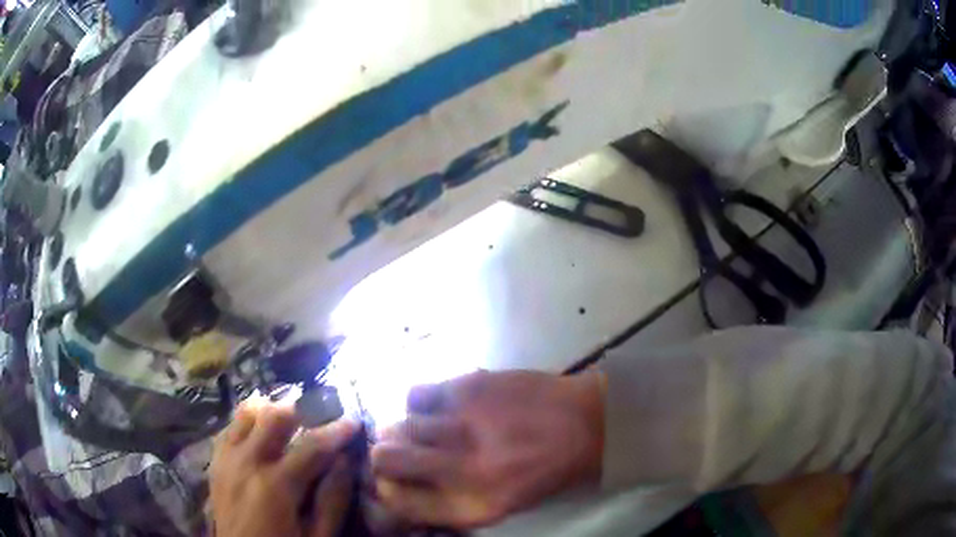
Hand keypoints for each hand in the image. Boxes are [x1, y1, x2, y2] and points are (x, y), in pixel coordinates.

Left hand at [210, 398, 358, 536]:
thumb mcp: (318, 536)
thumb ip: (333, 499)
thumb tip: (346, 460)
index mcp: (275, 485)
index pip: (311, 446)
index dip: (336, 430)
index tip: (354, 419)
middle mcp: (246, 463)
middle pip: (273, 416)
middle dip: (301, 409)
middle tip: (321, 412)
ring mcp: (226, 460)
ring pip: (246, 414)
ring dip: (271, 410)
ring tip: (291, 419)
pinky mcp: (216, 464)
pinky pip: (229, 429)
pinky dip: (247, 423)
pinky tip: (261, 433)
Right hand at [371, 370, 604, 528]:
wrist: (588, 424)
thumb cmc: (546, 472)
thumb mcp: (502, 506)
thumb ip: (450, 504)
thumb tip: (400, 490)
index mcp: (470, 506)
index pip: (396, 501)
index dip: (385, 488)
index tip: (389, 480)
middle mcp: (460, 470)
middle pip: (384, 459)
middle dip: (382, 455)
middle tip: (397, 450)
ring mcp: (462, 425)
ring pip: (397, 424)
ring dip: (402, 428)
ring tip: (422, 427)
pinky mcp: (468, 388)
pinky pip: (416, 393)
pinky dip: (419, 401)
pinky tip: (438, 405)